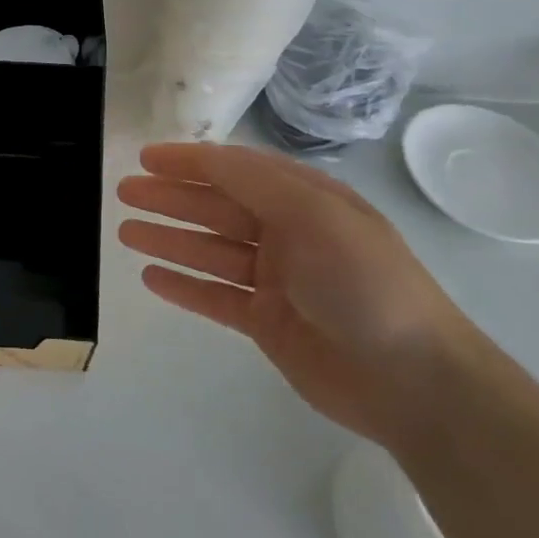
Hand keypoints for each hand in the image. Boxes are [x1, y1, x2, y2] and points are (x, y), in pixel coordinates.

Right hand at [117, 143, 475, 447]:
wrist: (414, 381)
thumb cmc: (366, 284)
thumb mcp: (316, 215)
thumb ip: (257, 183)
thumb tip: (206, 155)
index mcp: (306, 201)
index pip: (237, 170)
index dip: (191, 162)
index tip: (146, 159)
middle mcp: (288, 234)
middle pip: (216, 208)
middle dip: (170, 198)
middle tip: (124, 192)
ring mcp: (277, 281)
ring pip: (209, 251)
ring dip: (169, 239)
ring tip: (124, 231)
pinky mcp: (267, 322)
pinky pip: (215, 296)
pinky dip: (184, 285)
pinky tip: (151, 277)